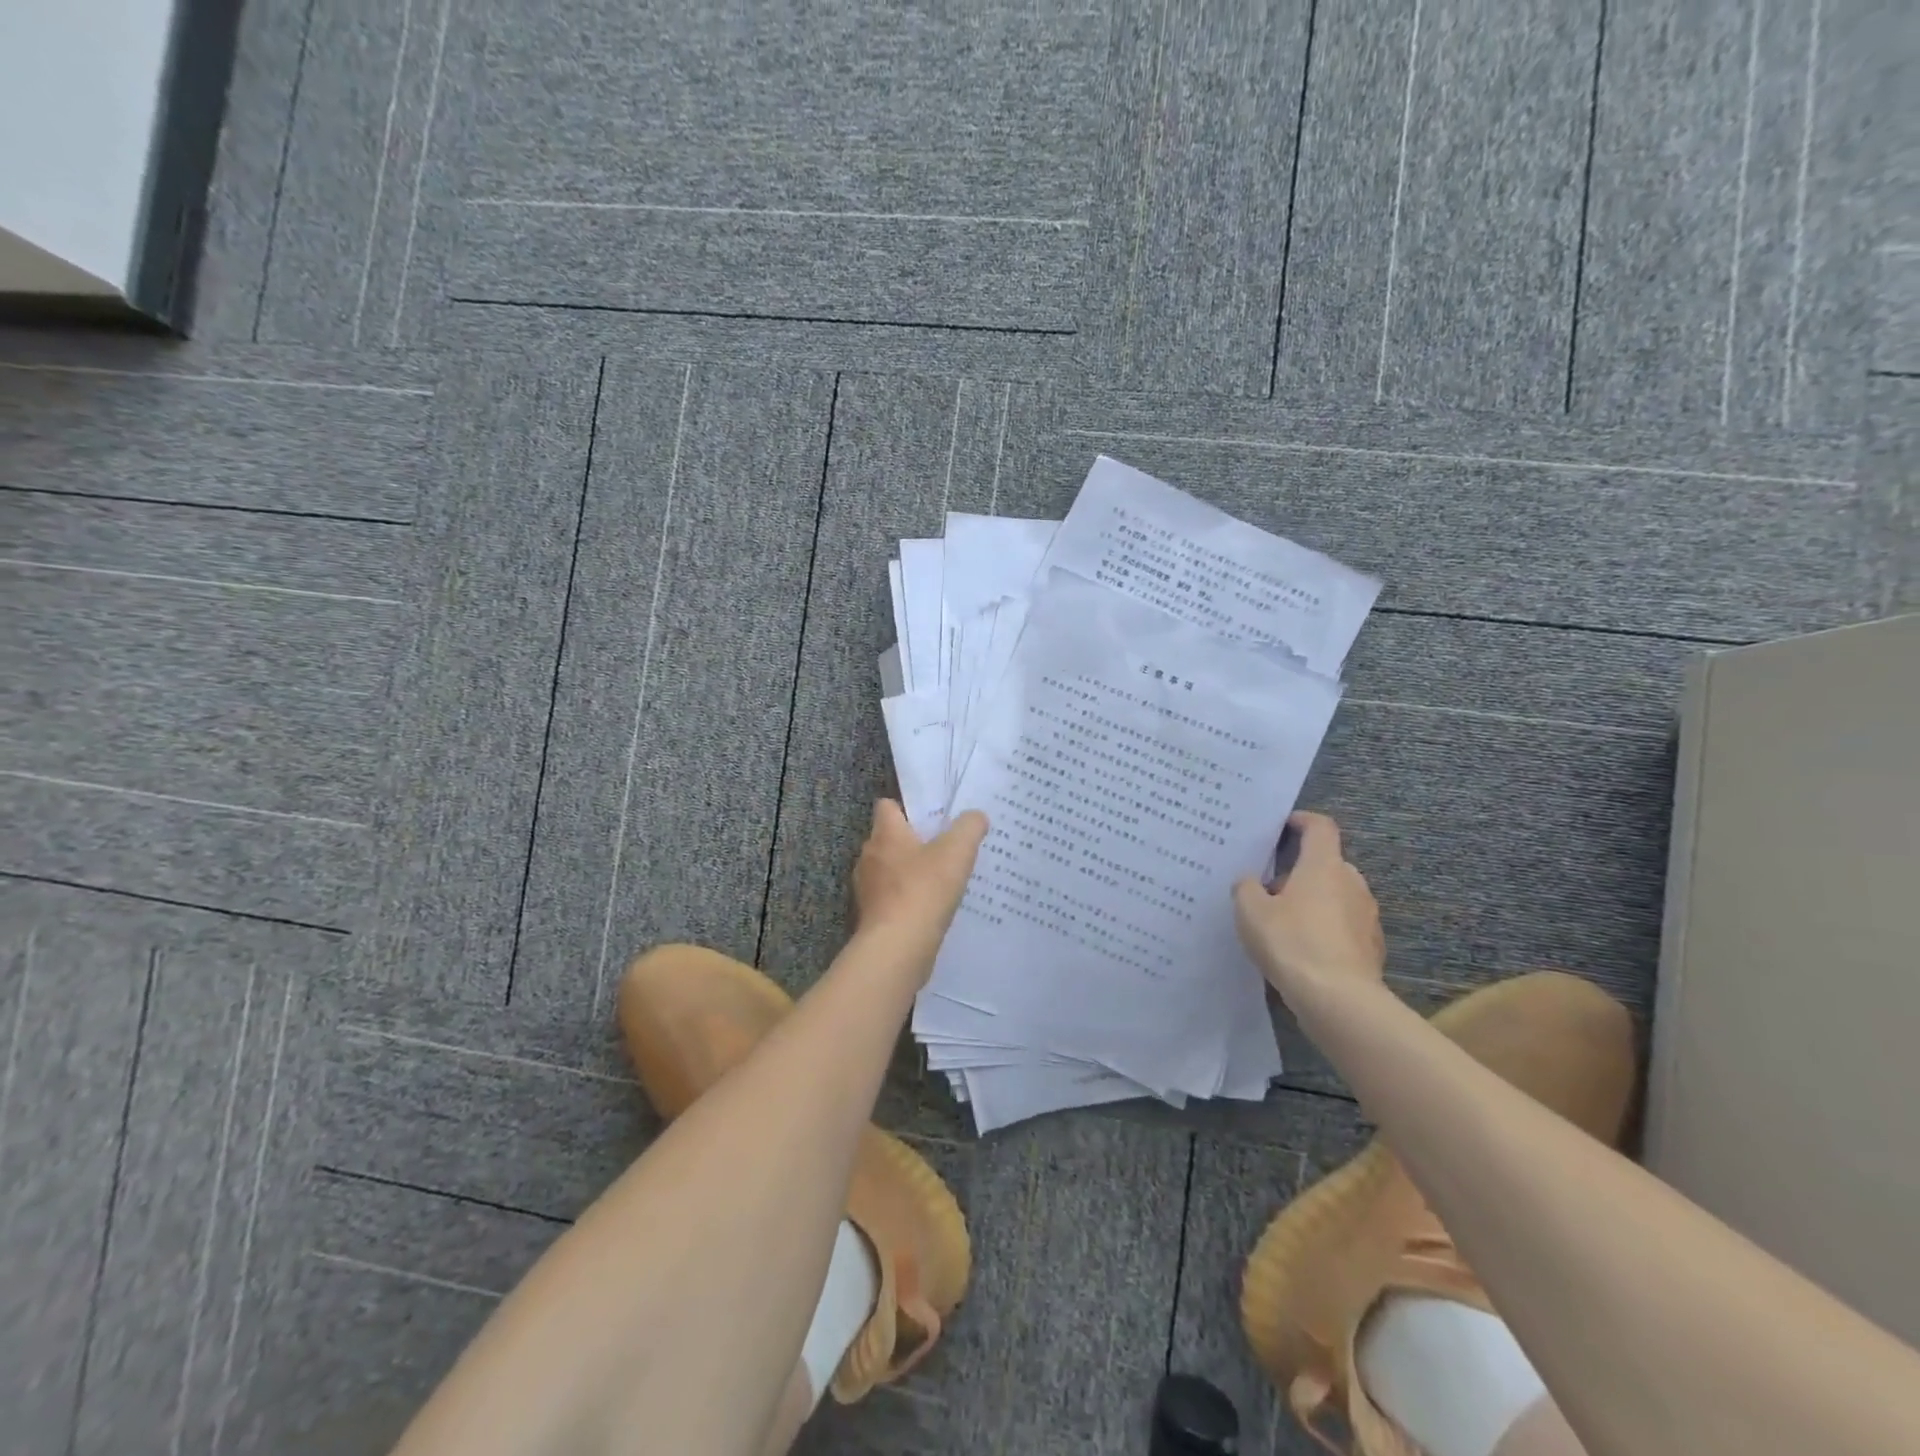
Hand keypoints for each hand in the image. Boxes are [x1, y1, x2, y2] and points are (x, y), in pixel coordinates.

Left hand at [851, 801, 988, 978]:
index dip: (908, 808)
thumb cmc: (924, 890)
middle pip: (889, 839)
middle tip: (944, 848)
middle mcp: (869, 856)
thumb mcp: (957, 851)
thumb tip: (976, 816)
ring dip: (910, 874)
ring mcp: (867, 889)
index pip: (886, 806)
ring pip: (889, 871)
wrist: (898, 947)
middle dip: (913, 842)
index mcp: (885, 834)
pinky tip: (930, 909)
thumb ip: (969, 827)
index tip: (932, 817)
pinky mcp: (871, 917)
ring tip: (940, 881)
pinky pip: (891, 899)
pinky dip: (907, 901)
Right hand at [1233, 812, 1385, 1010]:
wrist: (1339, 1000)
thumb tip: (1251, 882)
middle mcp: (1352, 883)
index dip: (1302, 821)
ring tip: (1283, 923)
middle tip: (1270, 889)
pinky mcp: (1372, 947)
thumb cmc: (1292, 942)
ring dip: (1313, 901)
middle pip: (1327, 863)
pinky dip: (1325, 929)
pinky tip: (1303, 951)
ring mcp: (1367, 916)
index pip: (1320, 827)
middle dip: (1300, 871)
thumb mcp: (1250, 911)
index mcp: (1324, 865)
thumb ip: (1246, 888)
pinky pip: (1344, 926)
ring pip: (1336, 896)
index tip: (1283, 827)